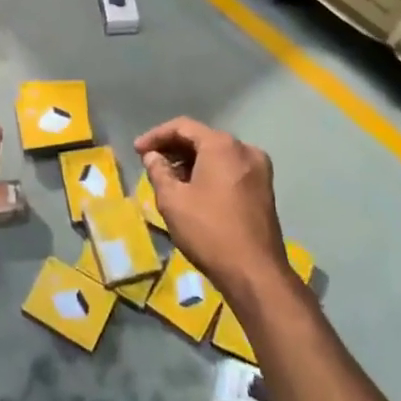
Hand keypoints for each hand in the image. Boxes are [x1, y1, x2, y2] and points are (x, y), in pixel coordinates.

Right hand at [135, 116, 288, 302]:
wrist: (255, 273)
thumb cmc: (209, 231)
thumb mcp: (172, 200)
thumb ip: (158, 171)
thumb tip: (152, 156)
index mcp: (222, 145)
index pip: (182, 126)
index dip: (156, 135)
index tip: (137, 150)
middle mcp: (244, 149)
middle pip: (202, 138)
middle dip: (173, 148)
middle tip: (150, 162)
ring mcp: (259, 169)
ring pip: (217, 154)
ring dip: (191, 161)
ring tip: (168, 178)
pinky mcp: (264, 189)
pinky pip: (230, 169)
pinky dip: (209, 172)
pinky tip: (193, 189)